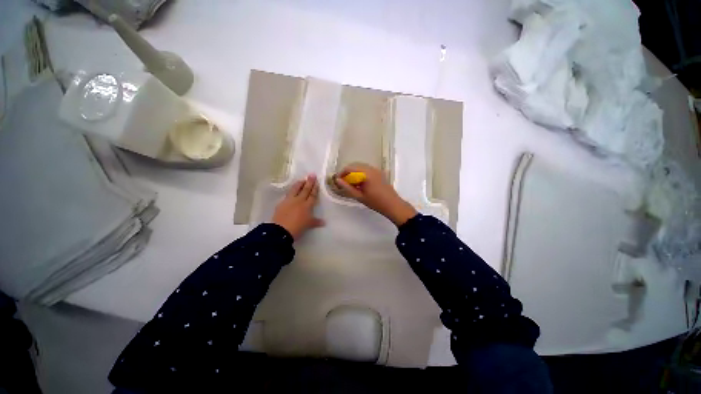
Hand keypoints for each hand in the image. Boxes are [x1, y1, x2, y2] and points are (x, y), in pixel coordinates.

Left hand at [272, 174, 324, 238]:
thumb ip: (316, 221)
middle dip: (309, 182)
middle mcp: (299, 201)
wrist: (281, 230)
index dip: (315, 188)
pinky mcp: (282, 203)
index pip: (312, 195)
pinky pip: (287, 195)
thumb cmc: (298, 227)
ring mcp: (289, 201)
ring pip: (295, 189)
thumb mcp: (308, 225)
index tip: (317, 182)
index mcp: (307, 205)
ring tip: (302, 179)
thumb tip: (324, 222)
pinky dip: (291, 191)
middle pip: (305, 190)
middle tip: (312, 175)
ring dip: (299, 184)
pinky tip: (291, 190)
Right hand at [334, 163, 416, 225]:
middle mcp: (371, 168)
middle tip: (343, 182)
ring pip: (361, 167)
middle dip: (347, 172)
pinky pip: (367, 169)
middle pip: (355, 165)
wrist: (393, 205)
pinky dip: (361, 173)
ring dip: (354, 173)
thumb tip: (337, 180)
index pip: (350, 168)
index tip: (337, 180)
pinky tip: (360, 183)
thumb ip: (347, 187)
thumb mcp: (359, 196)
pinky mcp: (380, 172)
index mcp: (366, 173)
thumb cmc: (375, 202)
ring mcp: (377, 170)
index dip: (342, 173)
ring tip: (351, 183)